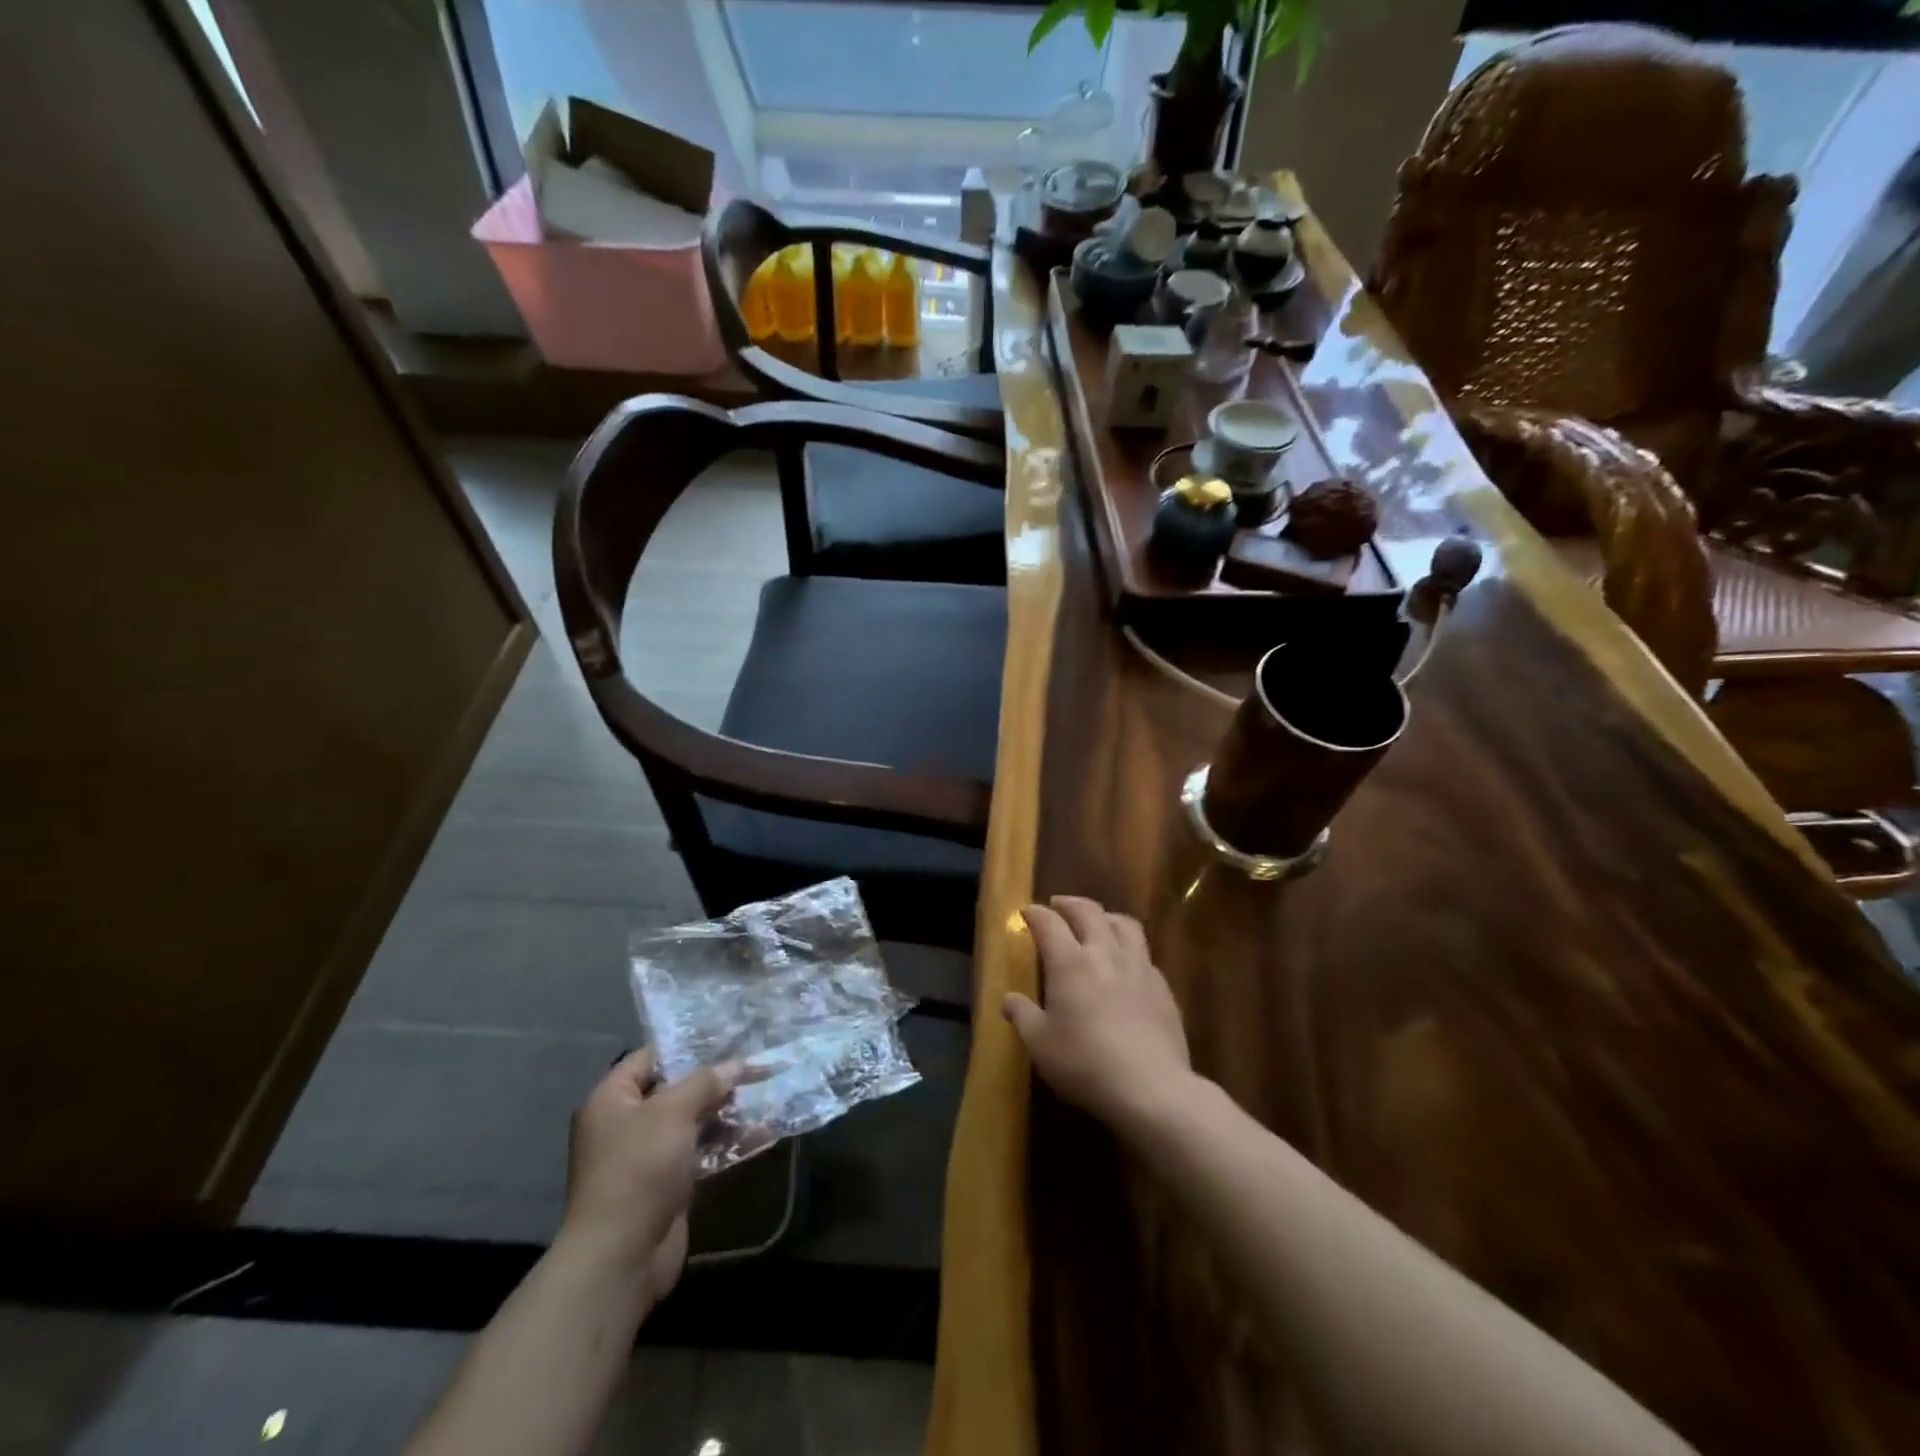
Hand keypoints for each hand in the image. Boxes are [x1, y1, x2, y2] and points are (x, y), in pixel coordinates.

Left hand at [560, 1049, 741, 1304]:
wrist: (621, 1256)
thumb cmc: (639, 1168)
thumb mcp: (673, 1112)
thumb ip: (706, 1082)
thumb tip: (737, 1064)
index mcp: (612, 1100)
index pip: (649, 1058)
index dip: (686, 1045)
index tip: (726, 1037)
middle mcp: (625, 1125)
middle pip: (674, 1089)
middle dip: (714, 1079)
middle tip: (754, 1063)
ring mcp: (646, 1157)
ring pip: (691, 1122)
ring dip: (725, 1110)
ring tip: (765, 1091)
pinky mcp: (666, 1185)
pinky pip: (700, 1152)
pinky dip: (725, 1142)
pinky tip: (760, 1131)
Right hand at [1003, 896, 1192, 1133]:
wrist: (1151, 1088)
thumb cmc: (1085, 1064)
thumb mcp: (1040, 1045)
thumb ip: (1023, 1016)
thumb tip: (1008, 999)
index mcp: (1070, 963)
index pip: (1049, 923)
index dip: (1035, 914)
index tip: (1026, 912)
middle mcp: (1105, 954)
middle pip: (1089, 912)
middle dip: (1069, 904)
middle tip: (1058, 905)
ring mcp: (1139, 967)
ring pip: (1124, 924)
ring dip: (1105, 916)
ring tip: (1097, 923)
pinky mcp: (1162, 986)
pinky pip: (1144, 953)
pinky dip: (1129, 948)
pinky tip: (1126, 964)